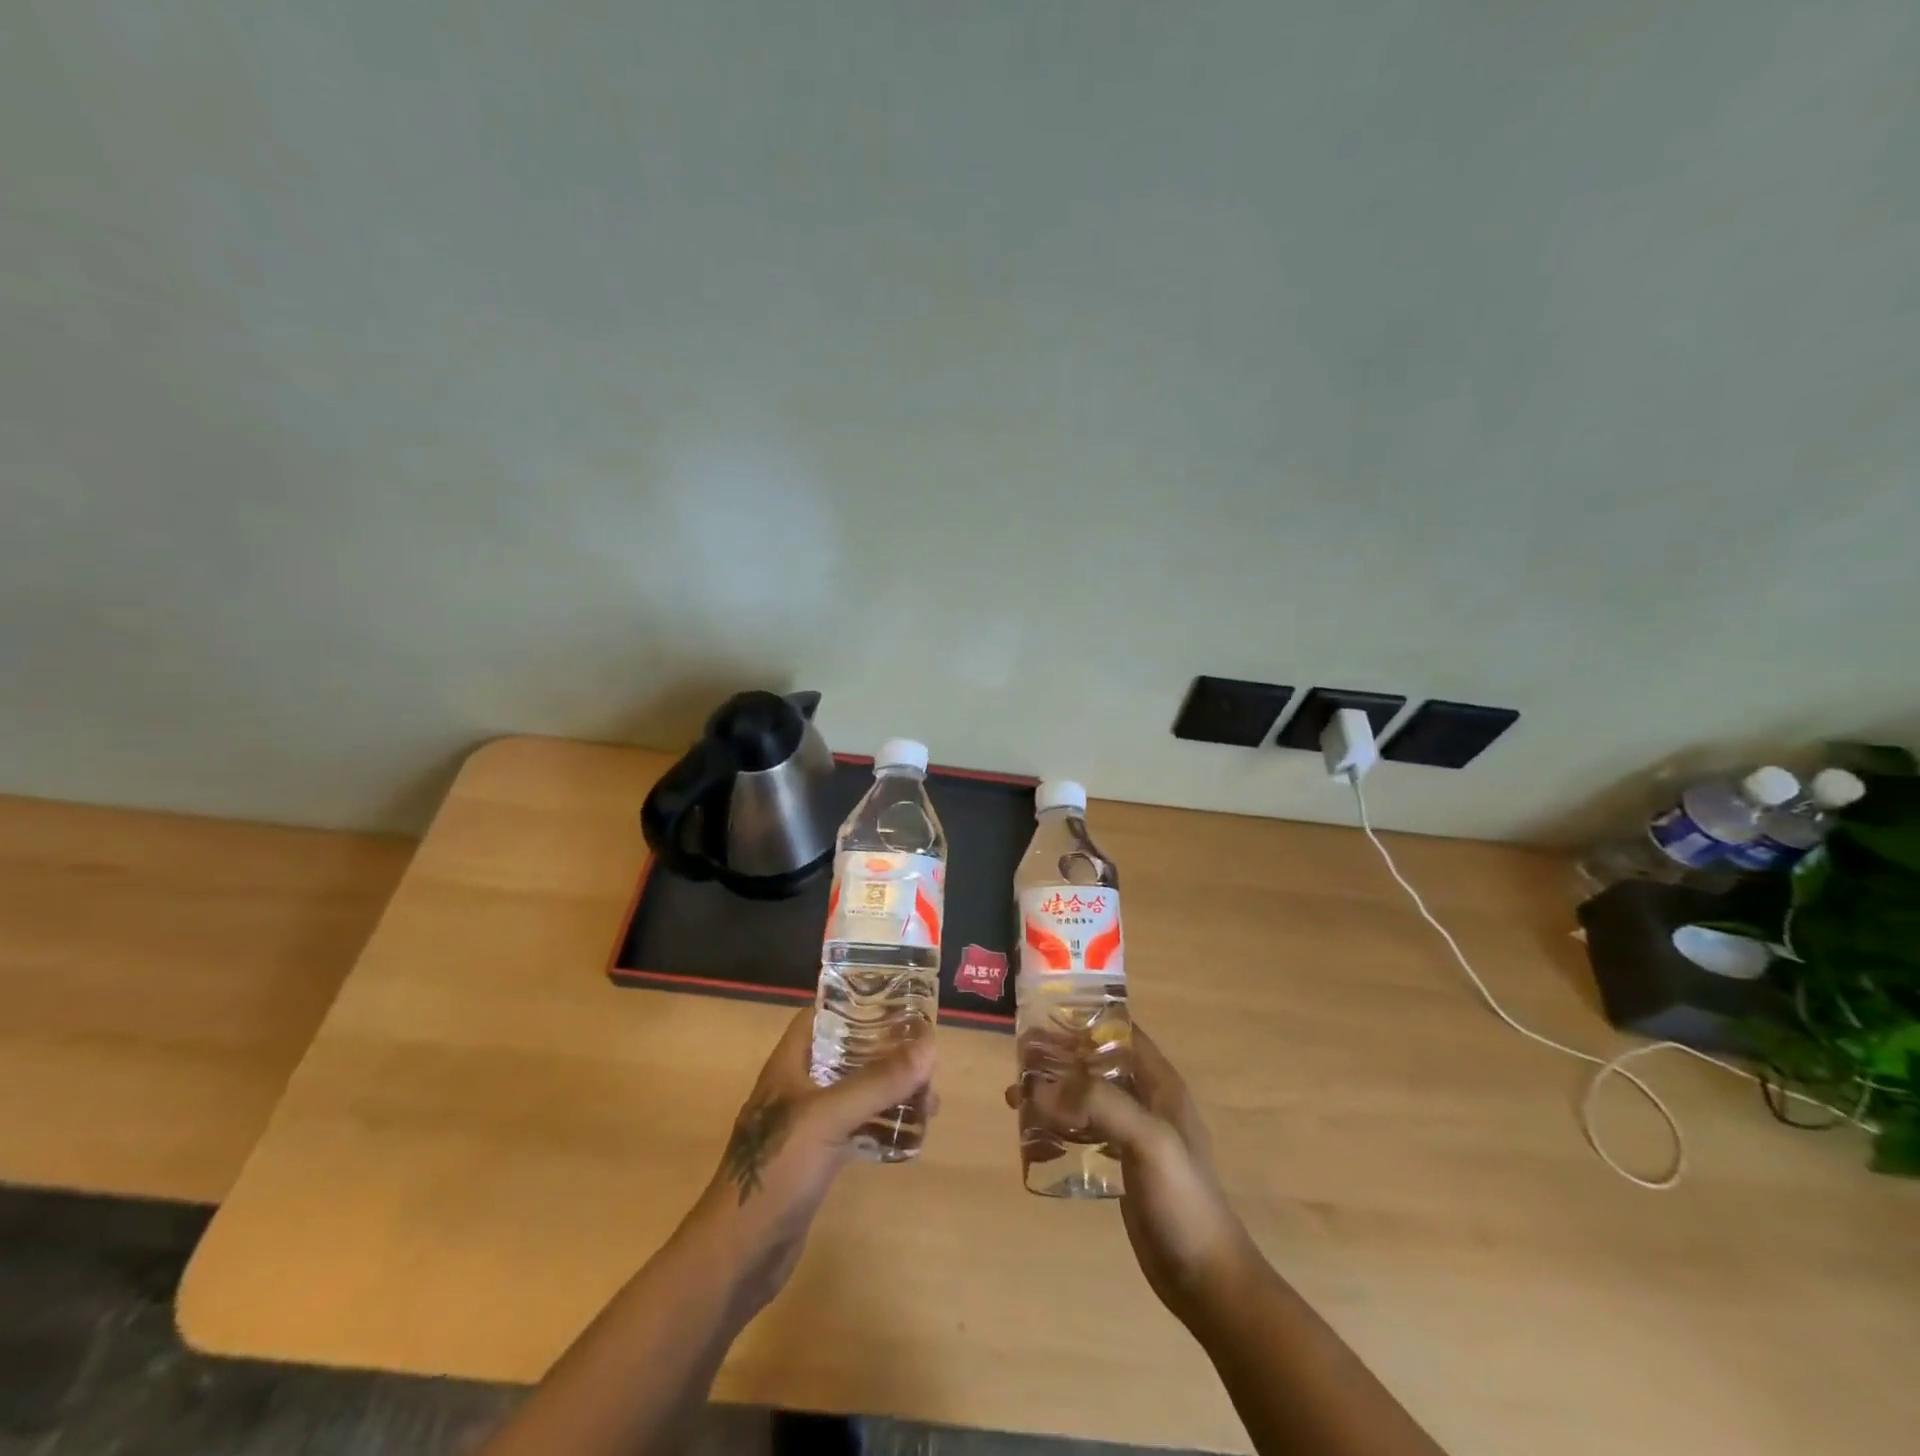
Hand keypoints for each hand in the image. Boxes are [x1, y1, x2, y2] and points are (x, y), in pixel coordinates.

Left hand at [689, 1009, 934, 1320]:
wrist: (737, 1257)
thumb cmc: (776, 1172)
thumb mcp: (828, 1118)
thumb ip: (877, 1082)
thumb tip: (930, 1046)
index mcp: (790, 1065)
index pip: (823, 1016)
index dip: (858, 1004)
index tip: (900, 1004)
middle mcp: (797, 1088)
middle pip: (847, 1054)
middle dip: (887, 1054)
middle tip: (928, 1060)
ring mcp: (806, 1126)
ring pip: (856, 1093)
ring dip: (891, 1091)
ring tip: (931, 1100)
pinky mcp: (815, 1160)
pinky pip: (856, 1129)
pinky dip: (882, 1125)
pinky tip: (912, 1134)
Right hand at [1008, 1025, 1251, 1327]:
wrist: (1205, 1278)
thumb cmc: (1183, 1200)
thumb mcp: (1148, 1140)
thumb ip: (1100, 1105)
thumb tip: (1042, 1087)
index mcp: (1161, 1085)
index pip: (1122, 1034)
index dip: (1087, 1021)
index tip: (1045, 1017)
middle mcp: (1148, 1102)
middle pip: (1098, 1064)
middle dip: (1061, 1056)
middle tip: (1019, 1056)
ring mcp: (1135, 1136)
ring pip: (1088, 1098)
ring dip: (1055, 1091)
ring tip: (1015, 1094)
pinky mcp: (1123, 1167)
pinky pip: (1085, 1132)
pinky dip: (1060, 1125)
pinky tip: (1034, 1134)